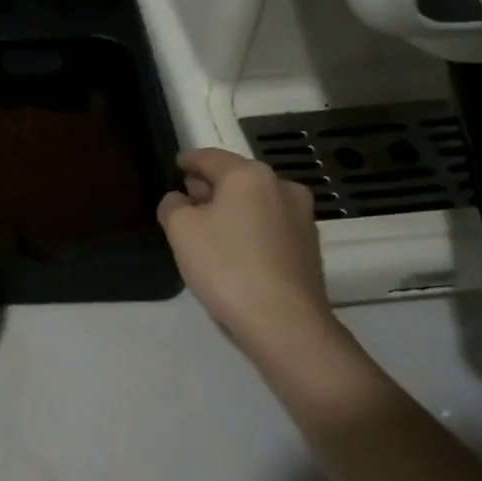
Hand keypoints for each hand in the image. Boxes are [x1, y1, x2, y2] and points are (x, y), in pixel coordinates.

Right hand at [158, 148, 333, 344]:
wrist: (285, 322)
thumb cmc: (227, 266)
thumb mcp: (181, 231)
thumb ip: (173, 206)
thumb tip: (179, 199)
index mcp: (249, 175)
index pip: (209, 157)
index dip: (188, 161)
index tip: (175, 166)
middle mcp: (281, 187)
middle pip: (237, 178)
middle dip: (210, 186)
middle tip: (187, 198)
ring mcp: (301, 217)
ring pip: (256, 202)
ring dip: (231, 209)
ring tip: (207, 228)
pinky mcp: (308, 247)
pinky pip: (269, 226)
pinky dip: (249, 228)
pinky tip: (233, 250)